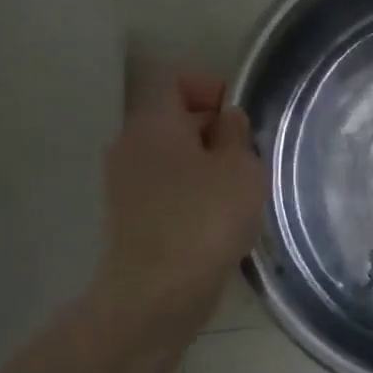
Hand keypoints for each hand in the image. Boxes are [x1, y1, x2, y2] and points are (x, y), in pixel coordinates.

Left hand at [94, 68, 265, 352]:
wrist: (157, 293)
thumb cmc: (205, 218)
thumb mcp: (240, 167)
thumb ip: (236, 134)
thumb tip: (225, 120)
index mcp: (153, 123)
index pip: (172, 80)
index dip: (207, 87)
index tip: (236, 116)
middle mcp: (130, 145)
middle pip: (171, 119)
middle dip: (212, 130)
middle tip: (247, 156)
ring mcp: (125, 184)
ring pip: (170, 156)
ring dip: (204, 165)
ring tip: (238, 191)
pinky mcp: (130, 218)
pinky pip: (165, 188)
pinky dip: (191, 193)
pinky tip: (218, 219)